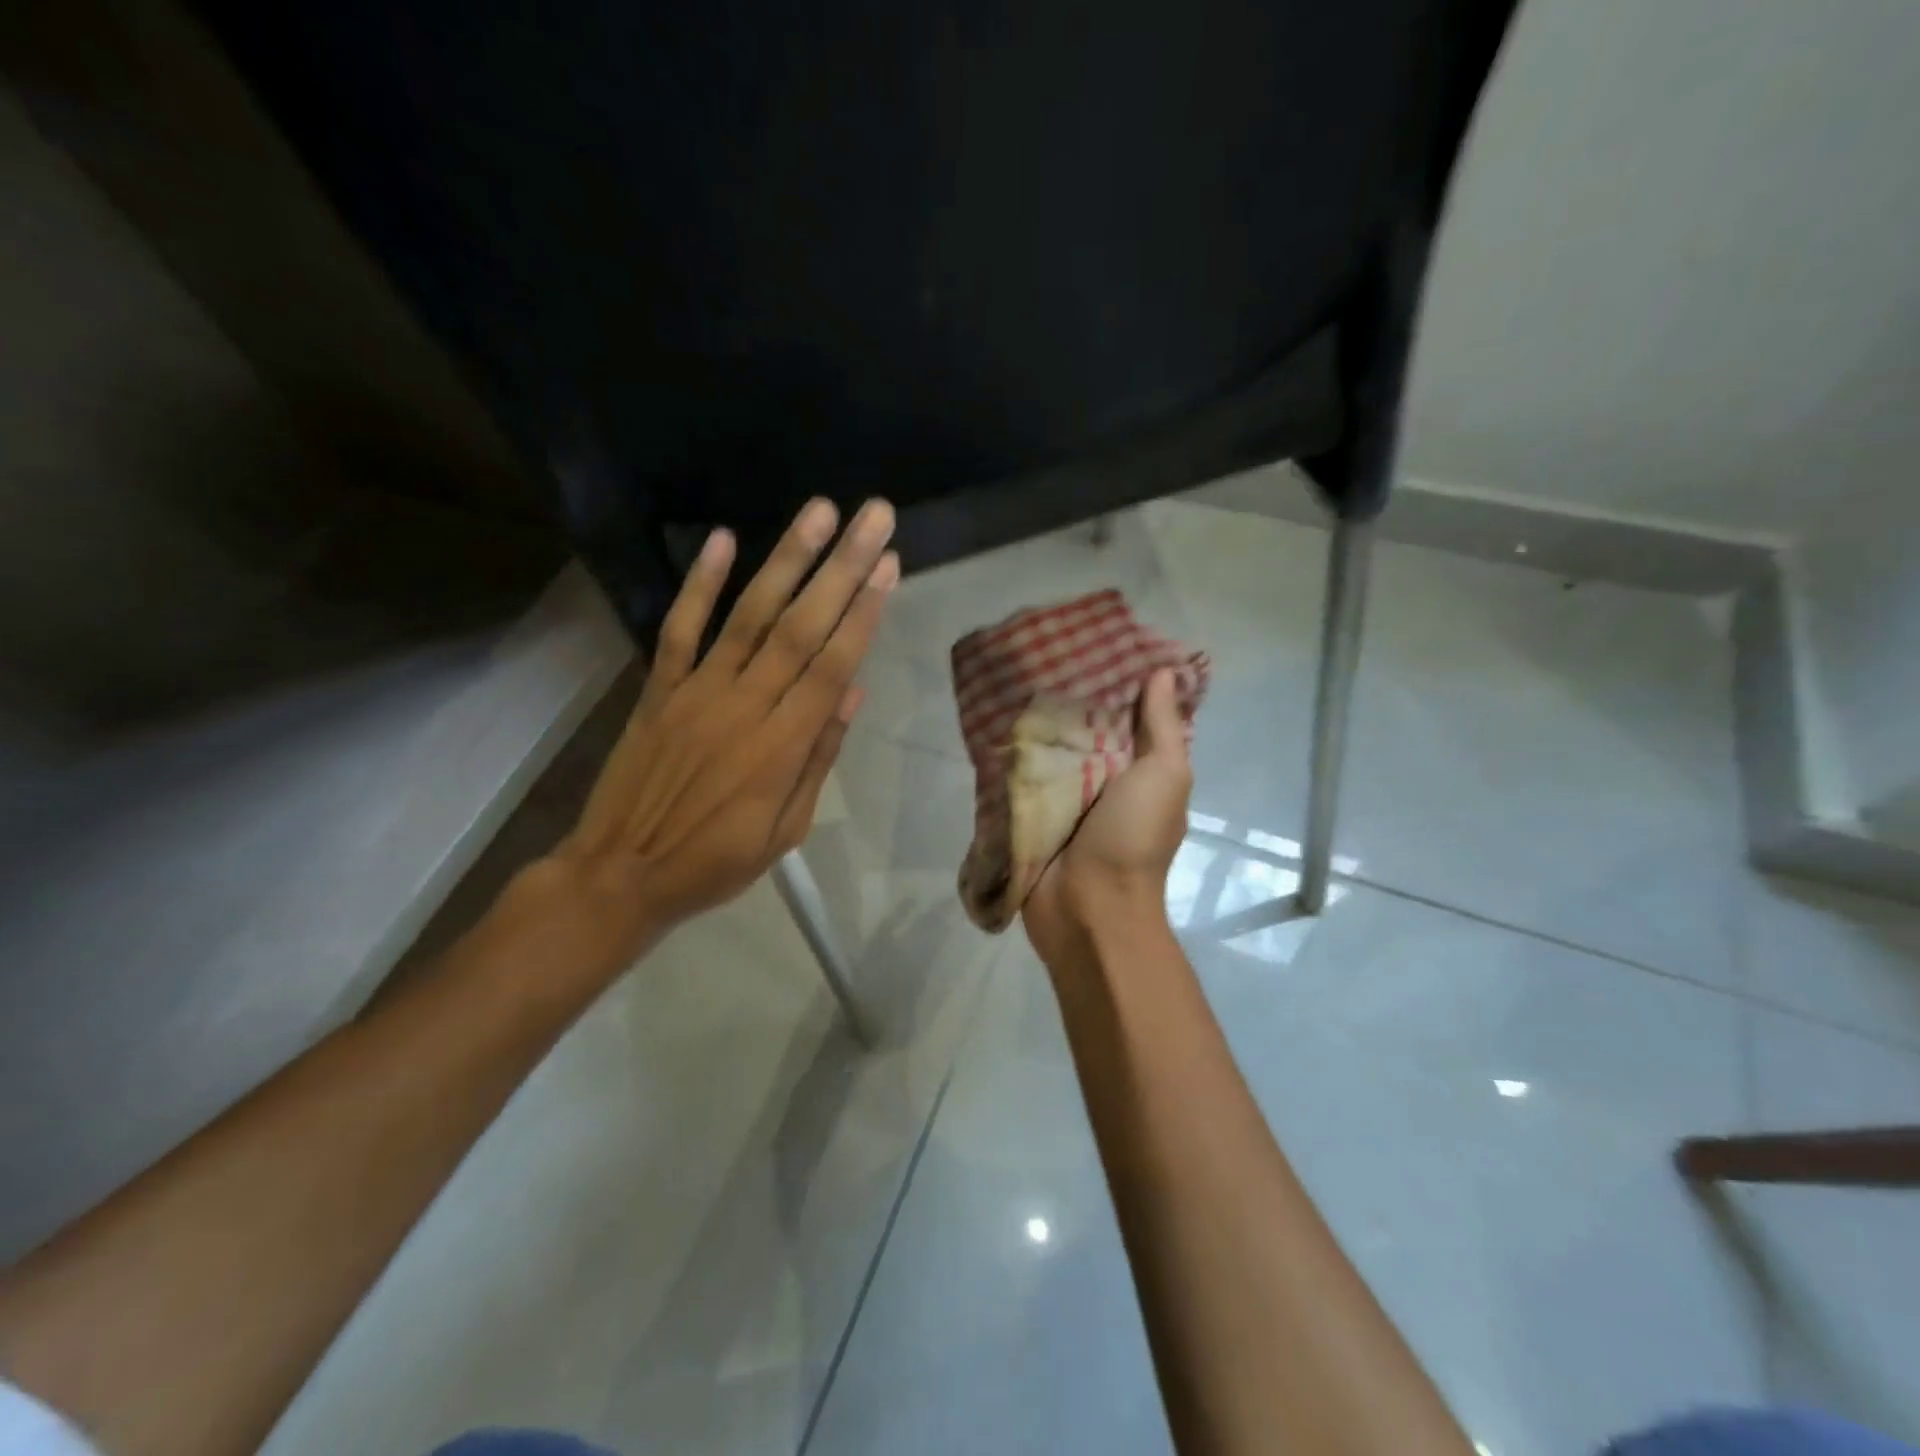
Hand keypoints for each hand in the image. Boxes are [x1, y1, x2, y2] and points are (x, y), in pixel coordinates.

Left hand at [508, 497, 897, 981]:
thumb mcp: (786, 830)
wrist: (620, 874)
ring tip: (819, 511)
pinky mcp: (659, 688)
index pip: (832, 666)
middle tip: (873, 518)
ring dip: (786, 560)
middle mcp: (744, 706)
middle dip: (842, 568)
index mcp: (781, 747)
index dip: (863, 614)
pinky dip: (699, 584)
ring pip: (749, 615)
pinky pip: (679, 629)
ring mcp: (696, 692)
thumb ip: (818, 758)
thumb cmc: (715, 862)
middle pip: (801, 627)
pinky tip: (722, 539)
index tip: (888, 567)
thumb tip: (854, 693)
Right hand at [1021, 669, 1192, 970]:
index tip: (1097, 642)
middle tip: (1042, 653)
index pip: (1133, 716)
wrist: (1088, 909)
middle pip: (1088, 729)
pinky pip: (1023, 777)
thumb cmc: (1133, 838)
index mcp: (1142, 770)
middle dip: (1070, 697)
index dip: (1121, 682)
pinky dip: (1013, 755)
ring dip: (1037, 724)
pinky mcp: (1032, 814)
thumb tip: (1163, 673)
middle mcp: (1106, 780)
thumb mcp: (1163, 776)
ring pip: (1053, 751)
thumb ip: (1162, 728)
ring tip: (1011, 677)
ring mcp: (1066, 799)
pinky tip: (991, 721)